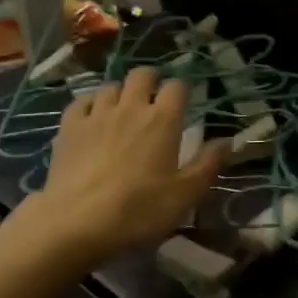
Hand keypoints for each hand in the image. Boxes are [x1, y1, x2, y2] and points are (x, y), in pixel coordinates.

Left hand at [16, 67, 227, 267]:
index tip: (184, 104)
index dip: (182, 91)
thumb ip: (209, 164)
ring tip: (123, 111)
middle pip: (142, 74)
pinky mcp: (69, 127)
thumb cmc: (138, 210)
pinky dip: (90, 105)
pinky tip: (92, 118)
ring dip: (120, 93)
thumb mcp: (185, 195)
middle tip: (154, 101)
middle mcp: (131, 107)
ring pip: (111, 85)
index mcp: (163, 120)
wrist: (76, 223)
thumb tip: (228, 141)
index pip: (177, 86)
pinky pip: (81, 101)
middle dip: (151, 81)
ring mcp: (97, 114)